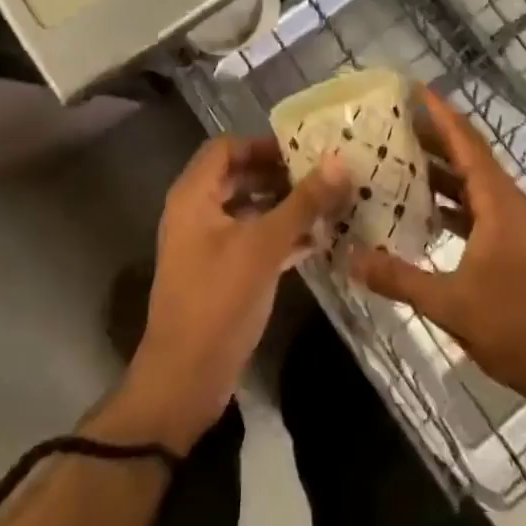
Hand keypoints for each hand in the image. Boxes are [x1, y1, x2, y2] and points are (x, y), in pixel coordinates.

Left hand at [106, 137, 348, 451]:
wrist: (185, 381)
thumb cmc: (219, 300)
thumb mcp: (264, 246)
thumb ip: (303, 202)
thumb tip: (340, 162)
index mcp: (194, 196)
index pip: (227, 147)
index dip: (263, 144)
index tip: (303, 149)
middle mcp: (196, 212)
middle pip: (239, 176)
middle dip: (279, 174)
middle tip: (321, 174)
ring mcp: (207, 244)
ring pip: (248, 209)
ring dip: (284, 205)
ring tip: (327, 204)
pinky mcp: (221, 273)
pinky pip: (252, 239)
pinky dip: (279, 235)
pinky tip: (318, 241)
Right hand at [348, 86, 525, 404]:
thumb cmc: (515, 324)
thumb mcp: (450, 303)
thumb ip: (399, 278)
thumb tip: (351, 258)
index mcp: (497, 201)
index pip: (465, 142)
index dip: (440, 113)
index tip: (414, 89)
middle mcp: (507, 202)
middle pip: (468, 156)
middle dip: (434, 136)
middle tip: (393, 122)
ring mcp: (513, 224)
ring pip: (472, 183)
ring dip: (441, 170)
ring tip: (400, 159)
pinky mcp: (514, 245)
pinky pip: (477, 206)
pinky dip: (451, 201)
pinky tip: (424, 212)